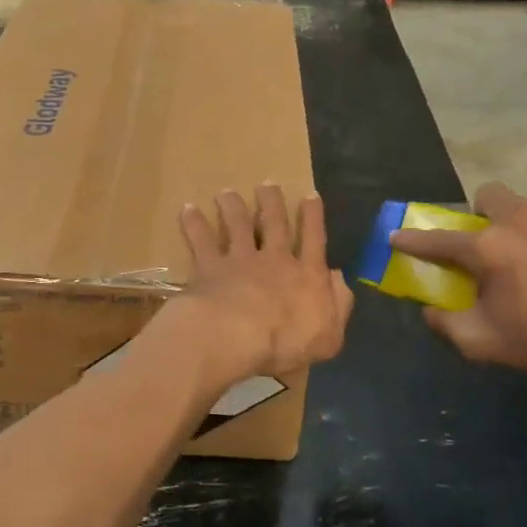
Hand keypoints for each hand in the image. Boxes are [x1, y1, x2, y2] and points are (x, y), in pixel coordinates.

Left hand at [172, 186, 353, 389]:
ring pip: (238, 226)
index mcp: (307, 275)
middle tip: (268, 184)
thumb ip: (338, 304)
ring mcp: (240, 260)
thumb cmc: (287, 342)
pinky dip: (194, 224)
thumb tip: (339, 278)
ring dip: (233, 207)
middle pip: (274, 224)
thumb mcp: (329, 335)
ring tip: (227, 193)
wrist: (237, 335)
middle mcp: (274, 260)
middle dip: (272, 203)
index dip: (313, 218)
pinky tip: (188, 209)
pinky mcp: (210, 267)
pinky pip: (201, 241)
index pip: (314, 240)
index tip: (310, 195)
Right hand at [389, 182, 526, 390]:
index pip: (439, 239)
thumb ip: (446, 325)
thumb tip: (430, 310)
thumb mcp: (486, 344)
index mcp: (490, 248)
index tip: (398, 236)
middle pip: (489, 196)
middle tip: (495, 245)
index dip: (413, 240)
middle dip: (484, 214)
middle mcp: (521, 219)